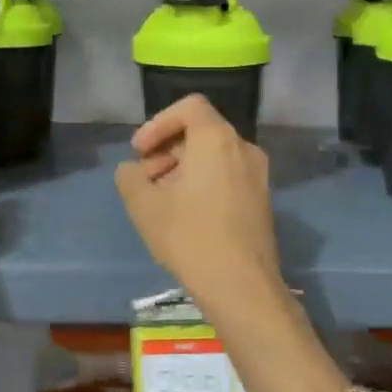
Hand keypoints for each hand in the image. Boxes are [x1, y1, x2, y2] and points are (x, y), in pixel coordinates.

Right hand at [115, 94, 281, 307]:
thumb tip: (133, 170)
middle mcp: (243, 148)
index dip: (158, 123)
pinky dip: (204, 182)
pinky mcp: (262, 200)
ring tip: (161, 200)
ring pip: (214, 156)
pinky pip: (228, 176)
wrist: (241, 284)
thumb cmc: (189, 236)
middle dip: (167, 149)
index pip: (189, 107)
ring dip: (183, 168)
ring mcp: (258, 175)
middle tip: (145, 179)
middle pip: (201, 132)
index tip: (139, 151)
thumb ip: (130, 176)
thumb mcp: (143, 204)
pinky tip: (185, 215)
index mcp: (217, 139)